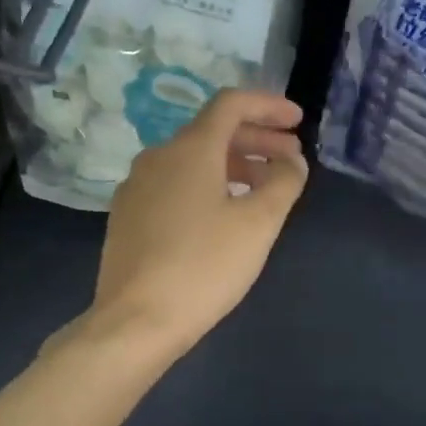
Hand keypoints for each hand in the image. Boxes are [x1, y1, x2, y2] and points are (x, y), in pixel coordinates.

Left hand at [89, 89, 308, 359]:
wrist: (136, 320)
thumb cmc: (204, 267)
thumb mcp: (258, 225)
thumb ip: (283, 183)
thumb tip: (291, 161)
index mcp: (190, 149)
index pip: (231, 104)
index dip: (268, 106)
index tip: (297, 121)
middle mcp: (158, 157)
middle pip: (212, 132)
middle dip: (257, 140)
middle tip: (290, 160)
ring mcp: (137, 187)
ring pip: (193, 161)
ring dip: (233, 166)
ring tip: (262, 191)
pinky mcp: (128, 217)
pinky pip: (175, 186)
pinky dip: (207, 186)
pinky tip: (222, 216)